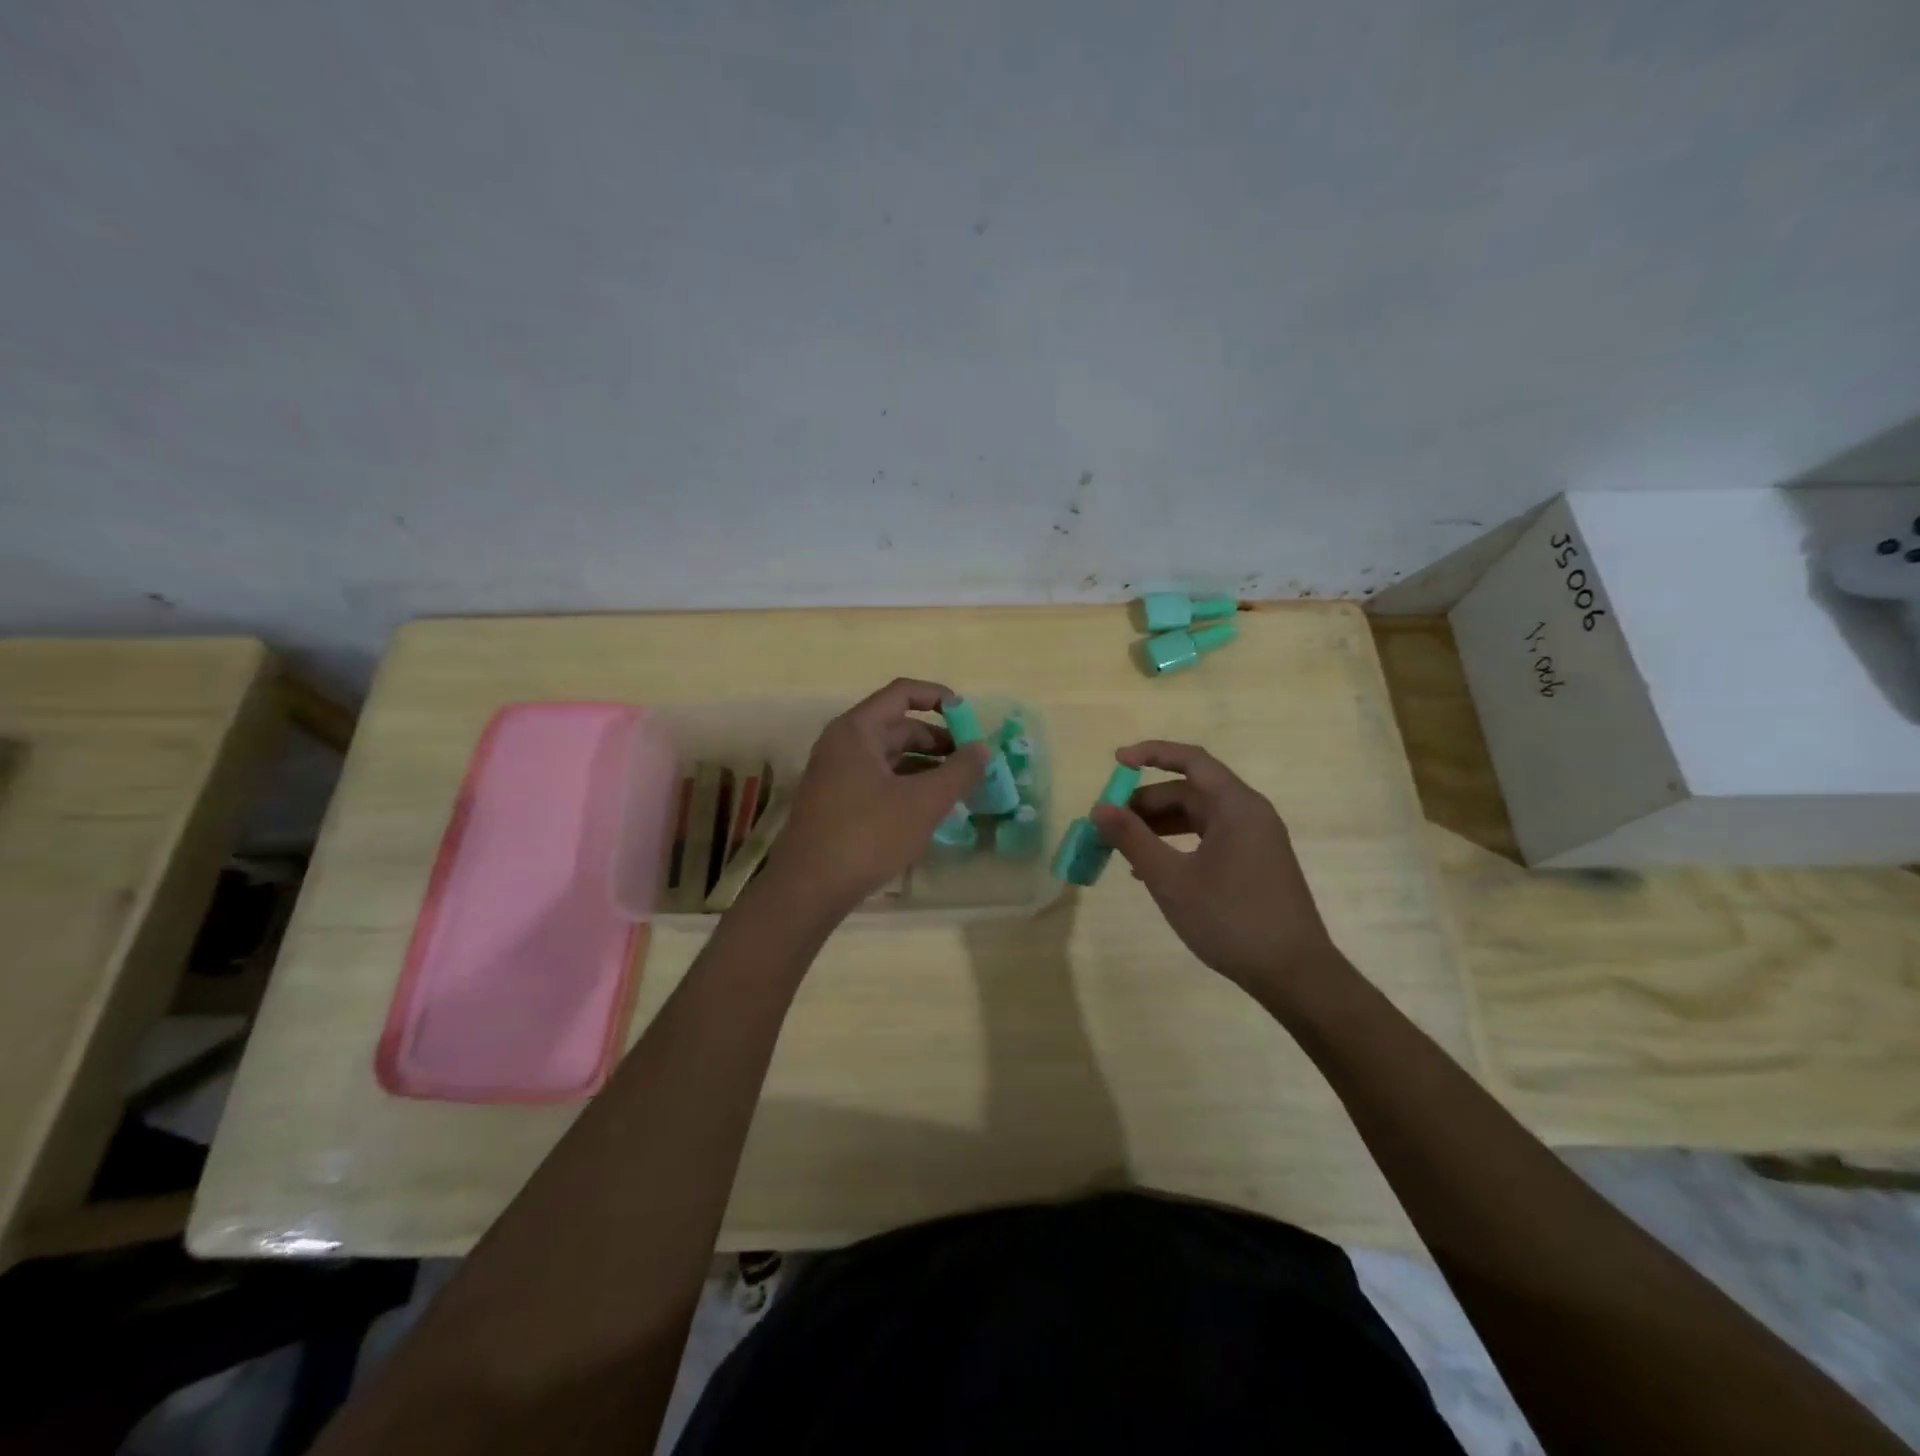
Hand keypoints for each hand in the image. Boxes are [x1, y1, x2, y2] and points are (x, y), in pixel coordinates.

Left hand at [769, 678, 986, 910]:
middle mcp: (843, 744)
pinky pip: (879, 780)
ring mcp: (836, 774)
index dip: (938, 697)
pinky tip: (929, 808)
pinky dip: (907, 785)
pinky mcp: (837, 802)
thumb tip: (983, 748)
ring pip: (889, 757)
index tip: (968, 717)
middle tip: (971, 762)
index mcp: (857, 731)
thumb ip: (959, 772)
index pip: (901, 693)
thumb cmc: (867, 835)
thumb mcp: (923, 802)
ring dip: (925, 766)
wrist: (808, 888)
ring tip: (958, 787)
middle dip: (938, 740)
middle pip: (897, 726)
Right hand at [1089, 741, 1340, 999]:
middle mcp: (1250, 814)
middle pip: (1191, 791)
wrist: (1295, 974)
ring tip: (1123, 847)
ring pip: (1199, 817)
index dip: (1151, 754)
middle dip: (1147, 802)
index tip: (1117, 761)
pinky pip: (1210, 839)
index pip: (1191, 760)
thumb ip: (1132, 839)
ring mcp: (1256, 840)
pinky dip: (1179, 844)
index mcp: (1236, 806)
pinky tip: (1152, 869)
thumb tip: (1099, 808)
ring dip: (1159, 826)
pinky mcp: (1255, 863)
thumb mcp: (1170, 879)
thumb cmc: (1230, 919)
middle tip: (1109, 822)